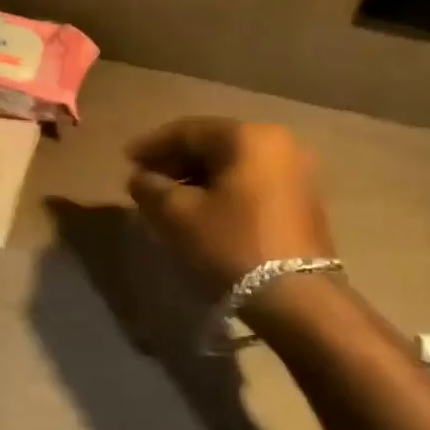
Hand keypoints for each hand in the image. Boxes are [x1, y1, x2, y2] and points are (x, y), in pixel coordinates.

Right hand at [126, 118, 335, 292]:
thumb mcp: (178, 216)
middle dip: (175, 161)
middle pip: (213, 144)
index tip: (126, 160)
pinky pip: (251, 182)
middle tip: (145, 179)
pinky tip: (200, 209)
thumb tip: (140, 179)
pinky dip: (222, 190)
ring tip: (168, 197)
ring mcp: (296, 171)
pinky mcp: (302, 199)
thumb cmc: (232, 245)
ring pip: (232, 165)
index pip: (188, 131)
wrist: (297, 299)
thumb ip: (151, 188)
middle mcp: (278, 143)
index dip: (152, 145)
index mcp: (248, 137)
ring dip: (197, 177)